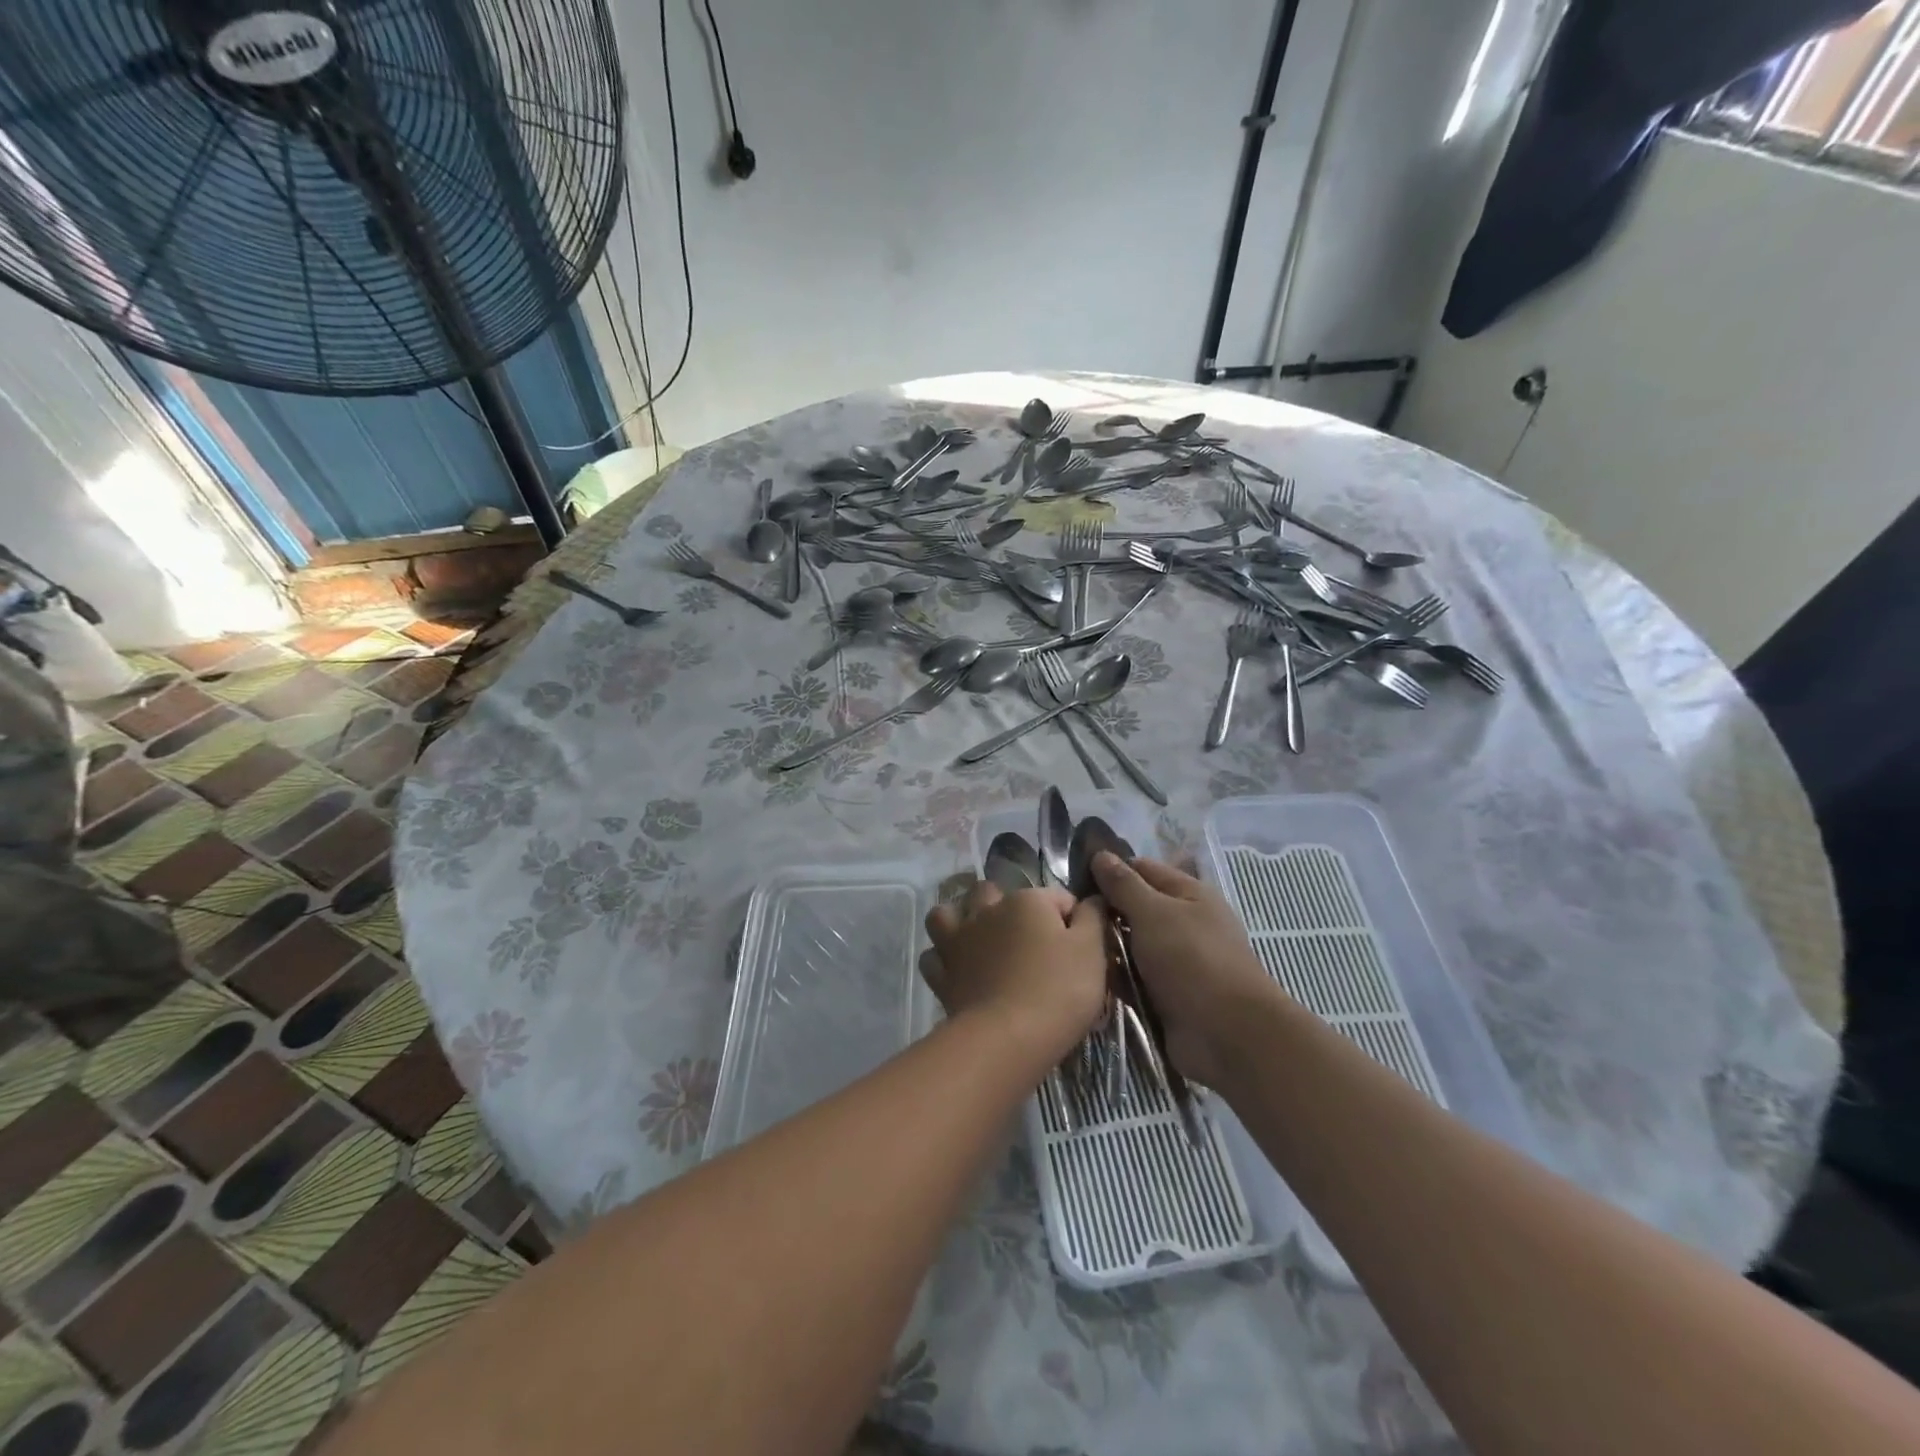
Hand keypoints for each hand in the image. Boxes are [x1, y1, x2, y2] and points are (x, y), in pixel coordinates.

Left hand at [921, 881, 1107, 1061]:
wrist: (1007, 1038)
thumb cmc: (1058, 990)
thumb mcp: (1092, 951)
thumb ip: (1093, 918)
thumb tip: (1092, 900)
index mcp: (1026, 901)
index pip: (1057, 897)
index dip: (1073, 919)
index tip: (1081, 948)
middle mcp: (986, 911)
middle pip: (992, 893)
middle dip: (1007, 906)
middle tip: (1027, 939)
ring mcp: (958, 941)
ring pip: (948, 915)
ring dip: (960, 920)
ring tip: (978, 940)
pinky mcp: (942, 975)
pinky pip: (933, 956)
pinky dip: (943, 959)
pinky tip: (958, 970)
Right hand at [1091, 852, 1280, 1085]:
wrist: (1227, 1035)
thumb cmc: (1192, 960)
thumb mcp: (1153, 912)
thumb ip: (1124, 885)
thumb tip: (1100, 855)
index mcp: (1189, 895)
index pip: (1142, 870)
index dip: (1109, 870)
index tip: (1072, 878)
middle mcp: (1183, 924)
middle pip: (1134, 909)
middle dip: (1104, 913)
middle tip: (1066, 917)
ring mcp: (1175, 962)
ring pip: (1130, 946)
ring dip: (1106, 949)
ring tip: (1070, 949)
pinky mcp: (1166, 995)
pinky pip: (1132, 978)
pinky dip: (1114, 979)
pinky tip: (1085, 977)